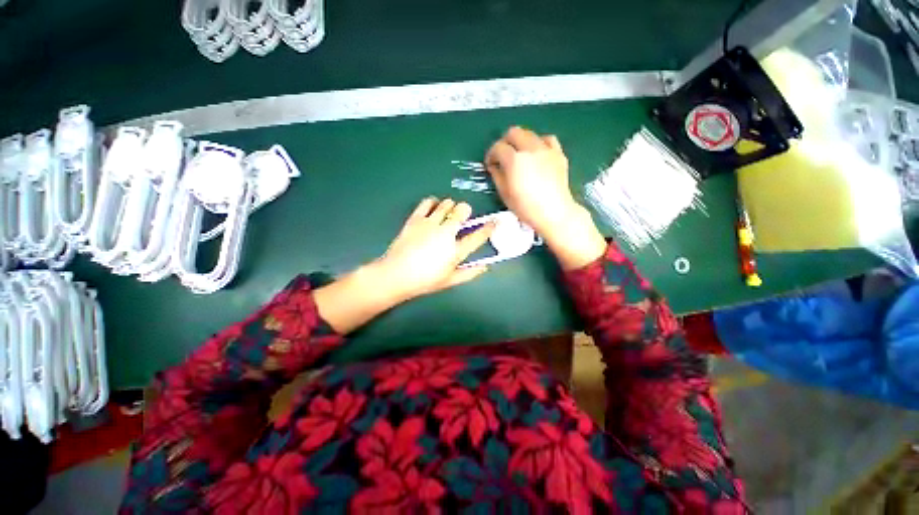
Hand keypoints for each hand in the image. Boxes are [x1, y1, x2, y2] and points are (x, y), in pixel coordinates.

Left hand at [315, 197, 493, 334]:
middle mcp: (445, 233)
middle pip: (462, 211)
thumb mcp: (450, 281)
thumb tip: (485, 267)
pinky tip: (433, 209)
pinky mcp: (416, 219)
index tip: (494, 222)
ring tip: (447, 213)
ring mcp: (430, 224)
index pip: (477, 236)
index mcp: (455, 250)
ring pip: (446, 203)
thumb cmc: (425, 281)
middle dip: (466, 210)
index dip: (488, 227)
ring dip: (450, 206)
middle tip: (463, 216)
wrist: (396, 275)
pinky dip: (433, 203)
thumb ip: (469, 273)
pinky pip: (427, 202)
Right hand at [485, 126, 579, 238]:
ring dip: (521, 141)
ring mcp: (546, 149)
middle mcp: (530, 149)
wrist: (554, 212)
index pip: (498, 147)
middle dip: (504, 142)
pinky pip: (547, 139)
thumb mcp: (505, 194)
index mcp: (514, 160)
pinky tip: (537, 153)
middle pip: (513, 132)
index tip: (490, 164)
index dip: (491, 155)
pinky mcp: (558, 154)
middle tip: (503, 156)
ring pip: (529, 133)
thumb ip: (497, 176)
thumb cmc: (526, 207)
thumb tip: (494, 166)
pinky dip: (539, 142)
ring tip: (520, 154)